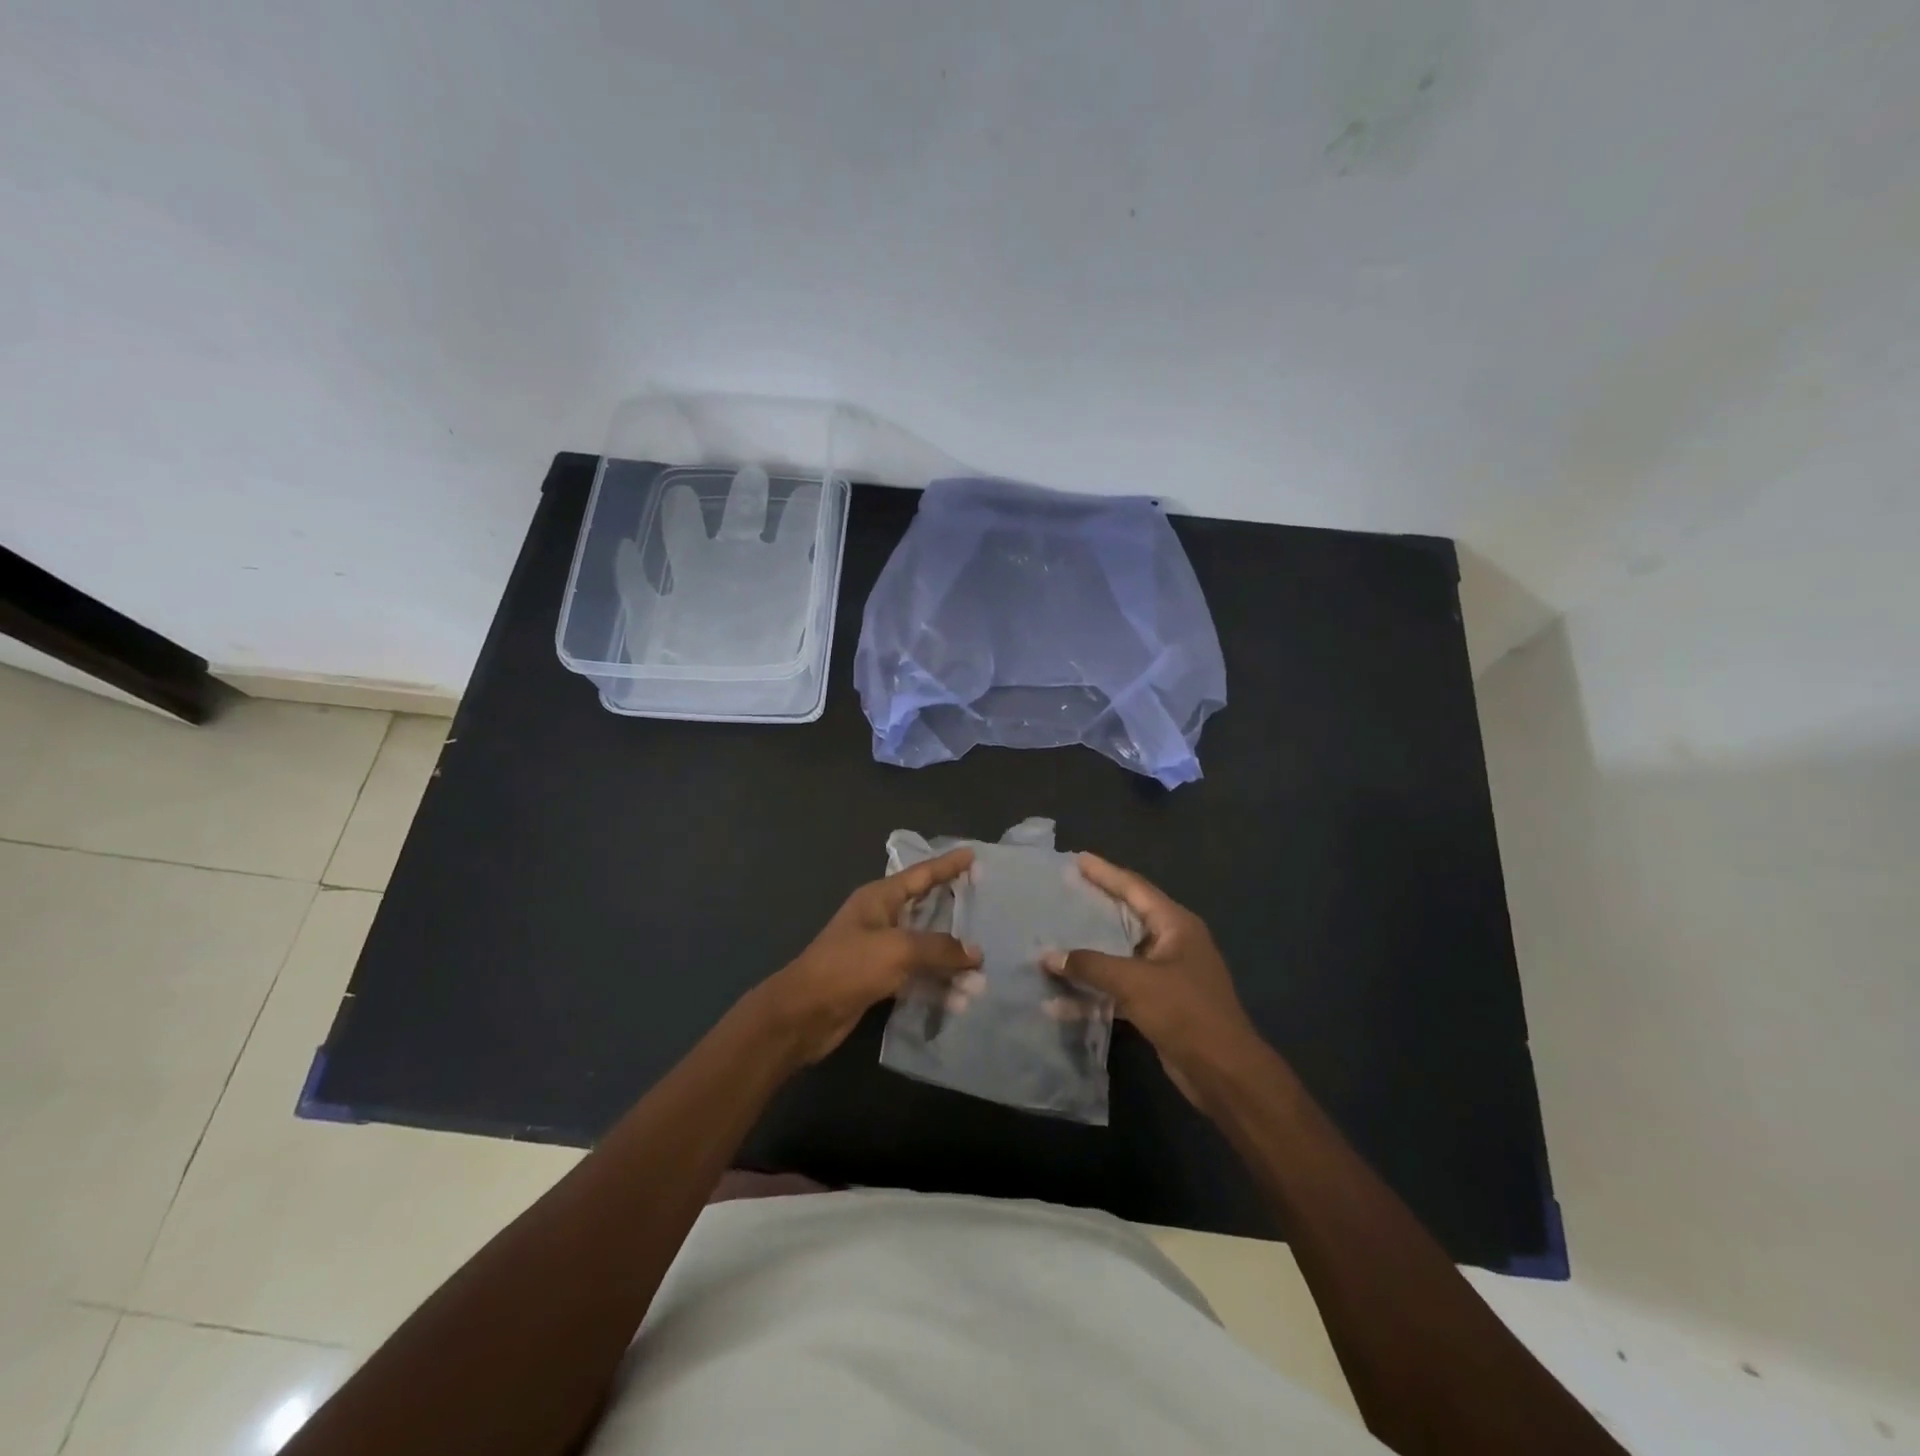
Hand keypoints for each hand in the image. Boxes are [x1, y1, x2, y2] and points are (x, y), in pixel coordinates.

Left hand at [751, 848, 982, 1066]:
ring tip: (982, 975)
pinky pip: (916, 977)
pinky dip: (937, 985)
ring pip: (925, 949)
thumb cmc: (848, 967)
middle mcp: (881, 919)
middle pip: (926, 910)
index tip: (972, 854)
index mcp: (879, 899)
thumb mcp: (898, 950)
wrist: (803, 1014)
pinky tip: (960, 1000)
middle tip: (988, 910)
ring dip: (950, 962)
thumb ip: (939, 948)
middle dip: (956, 914)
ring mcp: (879, 951)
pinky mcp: (878, 980)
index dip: (947, 865)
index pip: (921, 875)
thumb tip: (976, 953)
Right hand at [1043, 854, 1256, 1105]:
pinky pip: (1119, 987)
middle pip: (1126, 917)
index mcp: (1175, 925)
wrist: (1223, 1072)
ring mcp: (1166, 975)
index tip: (1077, 858)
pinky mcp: (1158, 1004)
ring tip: (1055, 938)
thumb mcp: (1135, 982)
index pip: (1135, 888)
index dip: (1106, 872)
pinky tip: (1061, 1000)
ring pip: (1119, 954)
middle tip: (1063, 892)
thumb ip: (1090, 965)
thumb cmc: (1185, 1012)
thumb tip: (1048, 956)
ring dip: (1089, 952)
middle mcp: (1172, 943)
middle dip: (1094, 907)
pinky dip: (1094, 991)